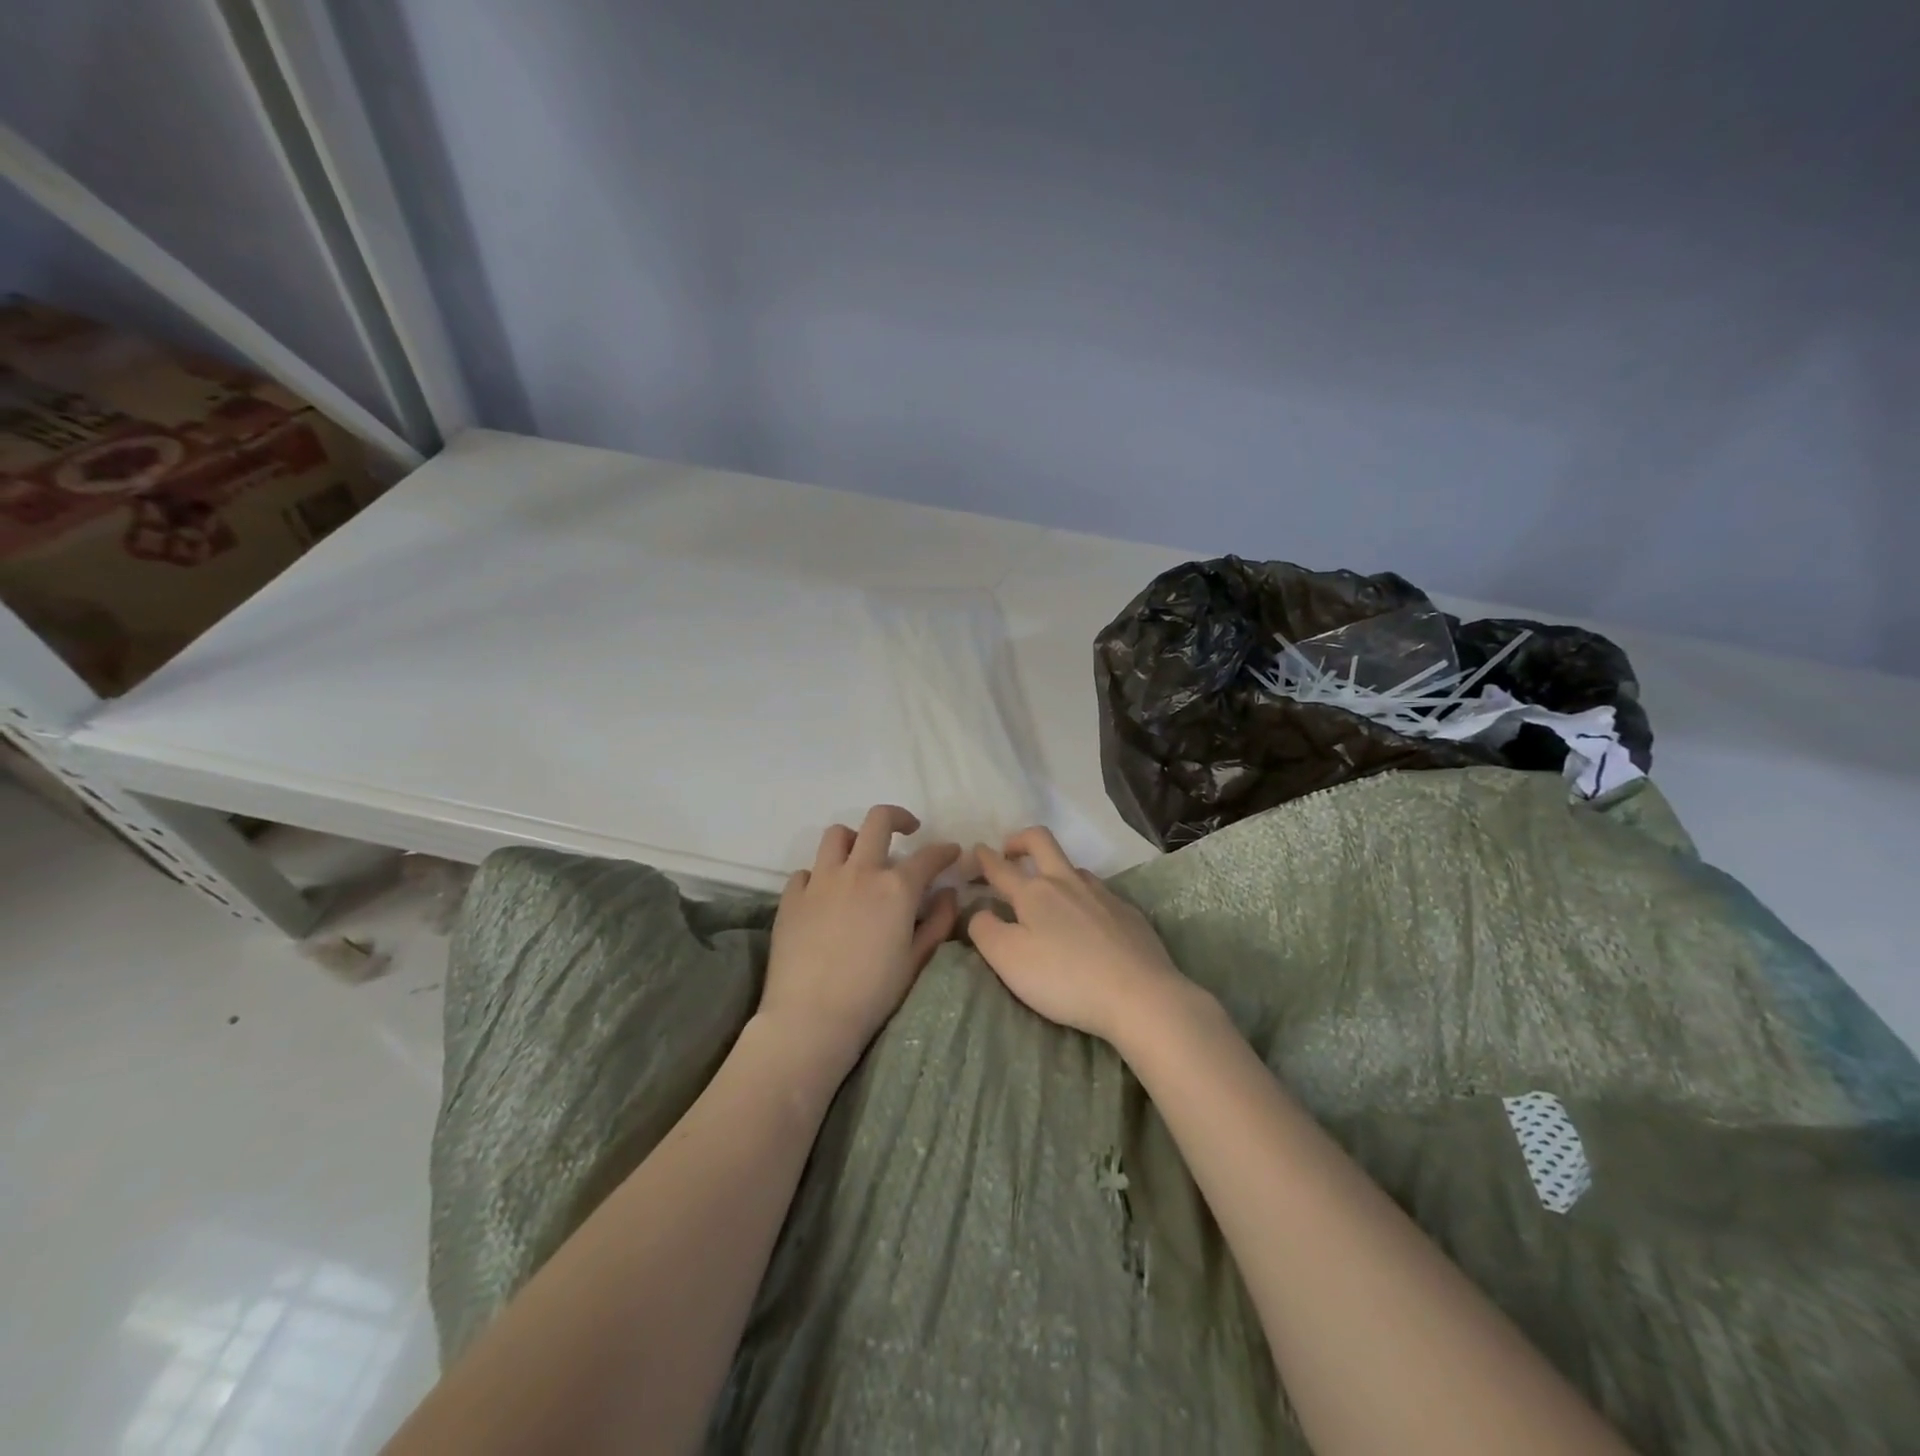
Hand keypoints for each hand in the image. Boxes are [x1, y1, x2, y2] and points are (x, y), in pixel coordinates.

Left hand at [759, 806, 960, 1078]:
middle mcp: (859, 871)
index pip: (928, 855)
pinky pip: (806, 871)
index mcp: (896, 887)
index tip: (952, 851)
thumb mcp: (916, 960)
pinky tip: (825, 895)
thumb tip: (947, 894)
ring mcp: (821, 880)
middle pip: (878, 820)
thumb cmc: (873, 993)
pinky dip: (819, 876)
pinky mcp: (792, 896)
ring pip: (837, 835)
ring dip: (854, 839)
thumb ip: (938, 922)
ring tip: (860, 857)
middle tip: (908, 829)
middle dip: (899, 818)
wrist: (811, 1017)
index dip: (945, 850)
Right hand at [968, 827, 1186, 1044]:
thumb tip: (980, 911)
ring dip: (1054, 871)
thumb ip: (985, 930)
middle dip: (1020, 840)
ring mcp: (1103, 894)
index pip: (1000, 866)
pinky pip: (1099, 894)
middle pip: (1041, 841)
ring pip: (1073, 868)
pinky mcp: (1128, 913)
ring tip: (1048, 895)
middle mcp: (1068, 882)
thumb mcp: (1008, 959)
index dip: (983, 858)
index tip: (974, 852)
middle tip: (1008, 852)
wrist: (1140, 996)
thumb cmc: (1065, 978)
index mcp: (1035, 892)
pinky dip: (1083, 899)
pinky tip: (1087, 924)